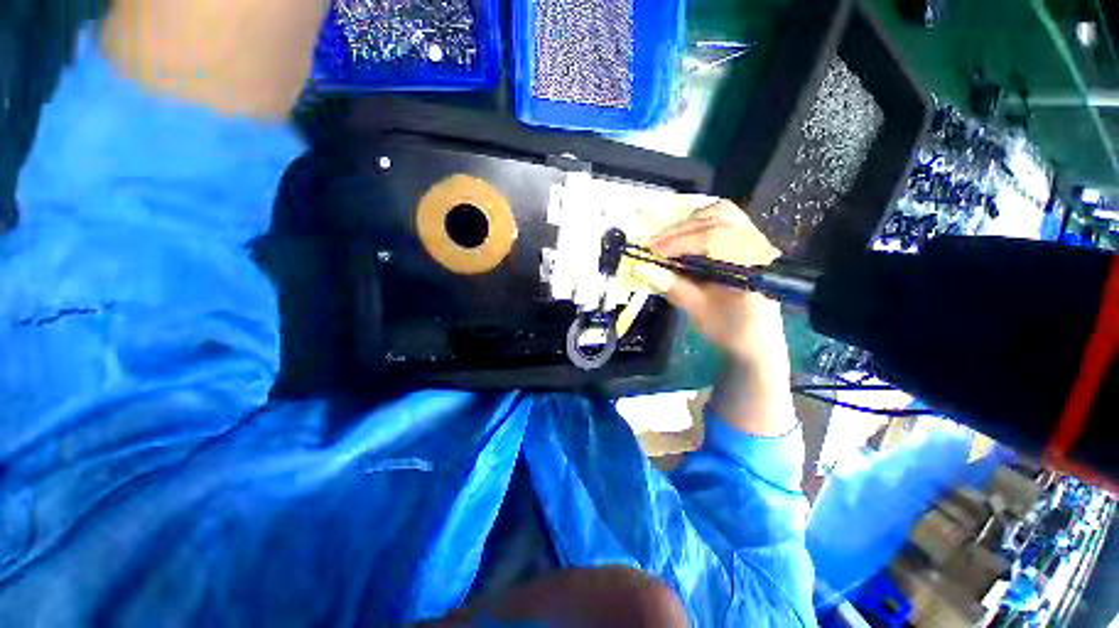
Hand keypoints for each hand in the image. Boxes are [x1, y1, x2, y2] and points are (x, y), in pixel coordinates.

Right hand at [647, 200, 795, 436]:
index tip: (648, 249)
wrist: (761, 345)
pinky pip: (727, 221)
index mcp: (750, 269)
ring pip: (724, 213)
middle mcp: (759, 249)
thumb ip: (674, 287)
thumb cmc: (733, 335)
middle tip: (654, 244)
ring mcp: (758, 244)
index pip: (713, 238)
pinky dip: (701, 224)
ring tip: (666, 240)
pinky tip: (684, 239)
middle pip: (719, 217)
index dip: (676, 240)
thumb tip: (644, 270)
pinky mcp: (751, 246)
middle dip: (679, 228)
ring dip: (690, 222)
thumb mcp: (699, 313)